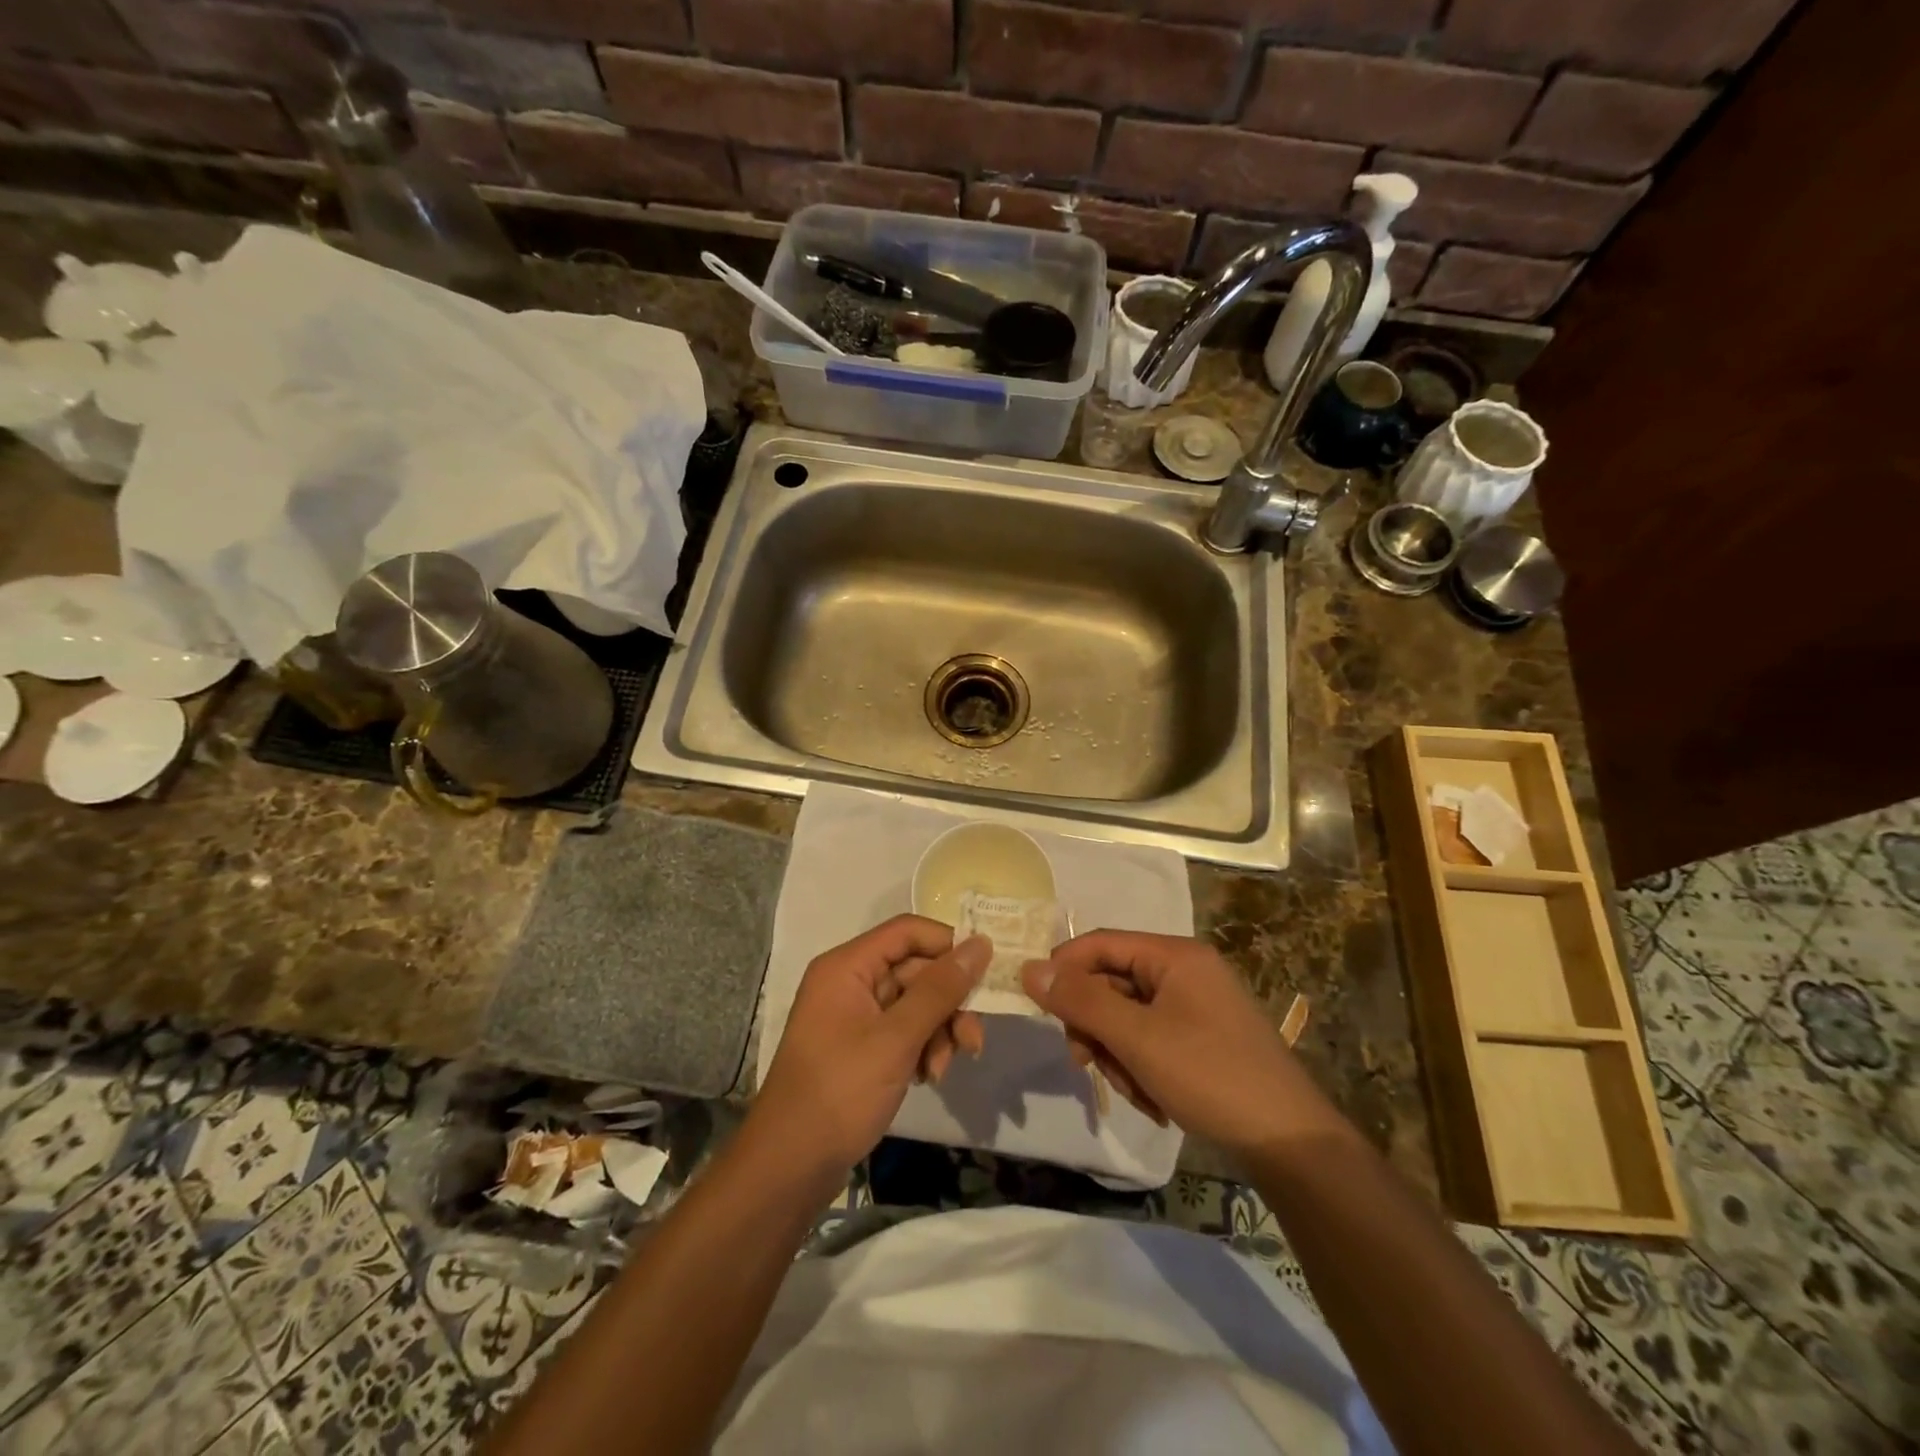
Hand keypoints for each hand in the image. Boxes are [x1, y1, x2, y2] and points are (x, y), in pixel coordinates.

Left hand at [752, 915, 988, 1179]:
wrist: (790, 1166)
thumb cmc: (841, 1091)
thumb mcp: (897, 1038)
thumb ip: (941, 989)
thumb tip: (981, 944)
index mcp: (848, 966)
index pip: (908, 931)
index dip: (948, 944)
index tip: (986, 971)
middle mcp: (850, 982)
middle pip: (916, 970)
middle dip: (948, 1004)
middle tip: (973, 1041)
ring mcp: (854, 1016)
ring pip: (915, 1004)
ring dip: (939, 1032)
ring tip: (942, 1070)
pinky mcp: (860, 1047)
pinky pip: (903, 1031)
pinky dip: (922, 1049)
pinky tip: (927, 1078)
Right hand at [1021, 930, 1333, 1157]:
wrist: (1291, 1144)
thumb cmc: (1210, 1076)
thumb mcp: (1137, 1038)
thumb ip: (1081, 1001)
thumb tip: (1030, 969)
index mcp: (1175, 956)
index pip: (1102, 943)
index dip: (1065, 968)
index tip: (1040, 1006)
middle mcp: (1186, 972)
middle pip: (1113, 983)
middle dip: (1097, 1027)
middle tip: (1088, 1063)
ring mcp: (1197, 1007)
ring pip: (1128, 1018)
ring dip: (1119, 1055)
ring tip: (1137, 1092)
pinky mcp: (1203, 1040)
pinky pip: (1151, 1041)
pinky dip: (1142, 1069)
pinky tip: (1156, 1102)